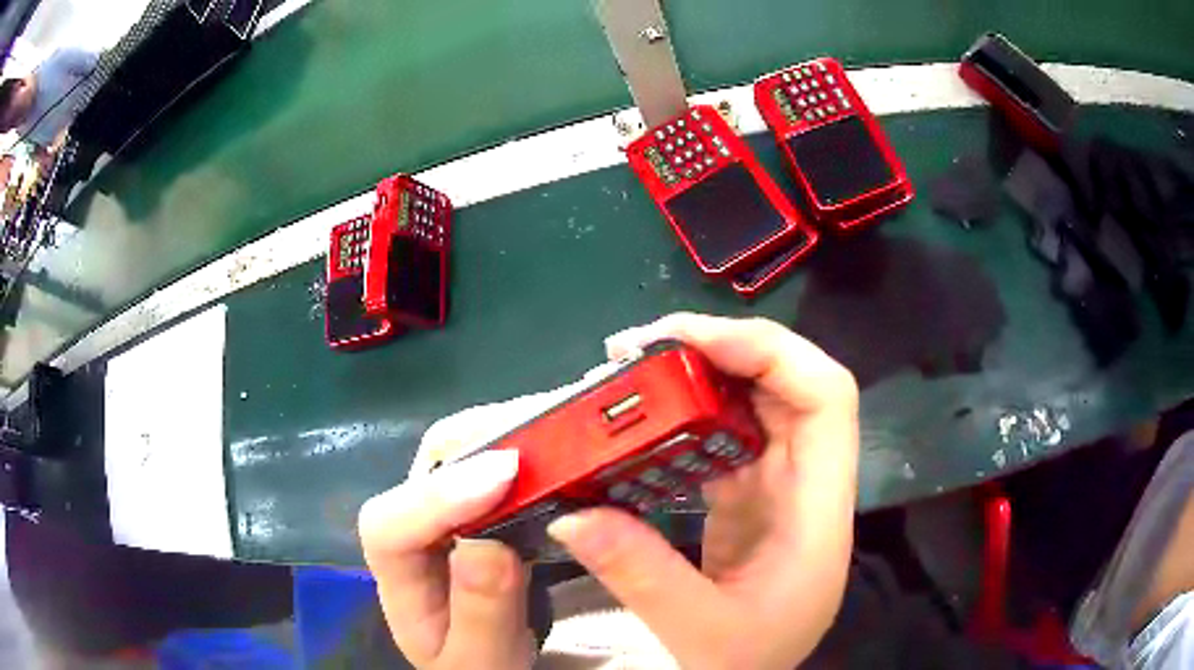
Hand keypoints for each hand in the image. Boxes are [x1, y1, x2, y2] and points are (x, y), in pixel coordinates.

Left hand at [358, 449, 533, 668]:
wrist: (484, 659)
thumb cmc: (476, 664)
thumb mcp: (481, 660)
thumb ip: (480, 613)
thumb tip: (489, 544)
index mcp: (398, 579)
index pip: (389, 526)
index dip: (438, 496)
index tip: (504, 477)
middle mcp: (413, 529)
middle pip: (424, 470)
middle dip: (477, 446)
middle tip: (544, 440)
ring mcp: (443, 511)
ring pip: (456, 453)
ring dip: (503, 435)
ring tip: (557, 434)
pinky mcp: (476, 504)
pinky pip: (491, 462)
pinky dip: (522, 447)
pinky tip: (555, 449)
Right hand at [547, 313, 859, 669]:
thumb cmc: (747, 664)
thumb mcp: (697, 632)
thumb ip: (640, 574)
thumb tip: (573, 512)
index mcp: (818, 514)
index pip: (825, 397)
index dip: (768, 352)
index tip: (689, 342)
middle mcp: (808, 488)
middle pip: (789, 387)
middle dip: (722, 351)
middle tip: (641, 350)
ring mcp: (780, 491)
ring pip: (756, 407)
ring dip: (701, 379)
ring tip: (635, 375)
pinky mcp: (751, 501)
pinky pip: (727, 439)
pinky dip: (688, 419)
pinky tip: (646, 423)